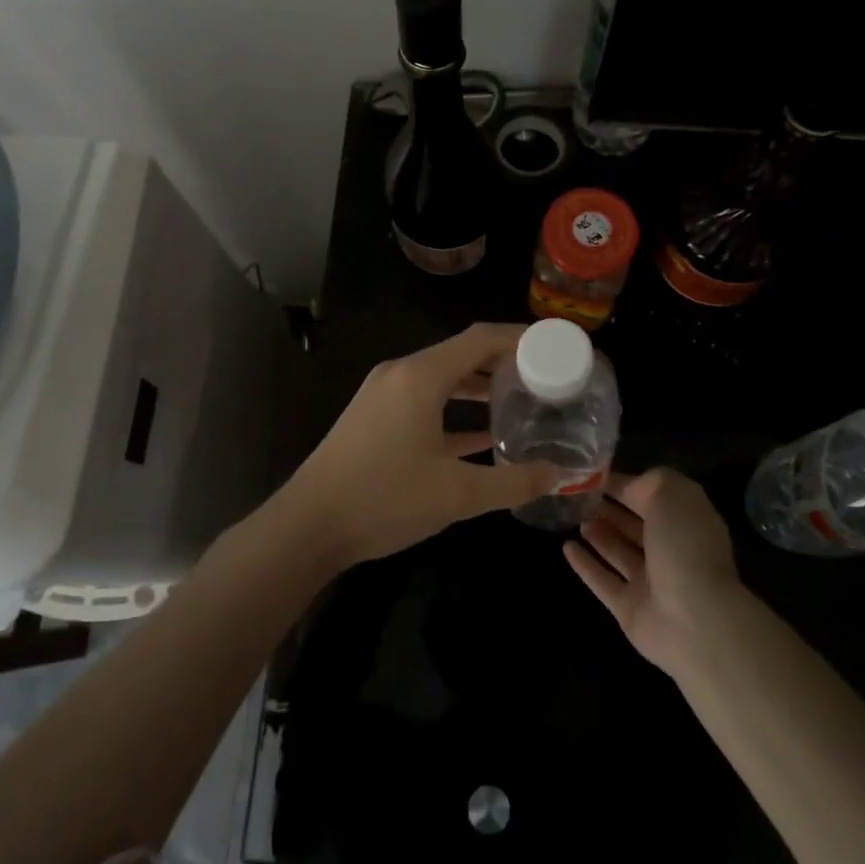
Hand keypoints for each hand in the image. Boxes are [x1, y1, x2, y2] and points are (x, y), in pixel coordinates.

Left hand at [278, 324, 556, 567]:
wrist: (307, 526)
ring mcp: (382, 394)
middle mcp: (401, 373)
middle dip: (503, 362)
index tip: (554, 345)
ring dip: (479, 386)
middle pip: (461, 354)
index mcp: (421, 376)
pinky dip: (453, 408)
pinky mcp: (373, 417)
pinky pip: (423, 400)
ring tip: (519, 400)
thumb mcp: (457, 494)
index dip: (520, 337)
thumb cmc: (384, 499)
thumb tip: (557, 474)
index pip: (481, 338)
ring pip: (442, 378)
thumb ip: (512, 482)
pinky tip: (482, 434)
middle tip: (545, 376)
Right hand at [565, 468, 743, 675]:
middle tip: (579, 496)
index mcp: (686, 522)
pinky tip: (566, 548)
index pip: (653, 497)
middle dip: (611, 510)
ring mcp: (650, 583)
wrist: (694, 621)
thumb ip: (649, 482)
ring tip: (574, 518)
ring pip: (619, 553)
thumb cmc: (684, 547)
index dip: (627, 485)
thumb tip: (629, 487)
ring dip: (598, 535)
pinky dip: (585, 565)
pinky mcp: (630, 609)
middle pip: (635, 526)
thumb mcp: (672, 494)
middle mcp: (671, 551)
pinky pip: (603, 581)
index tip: (595, 475)